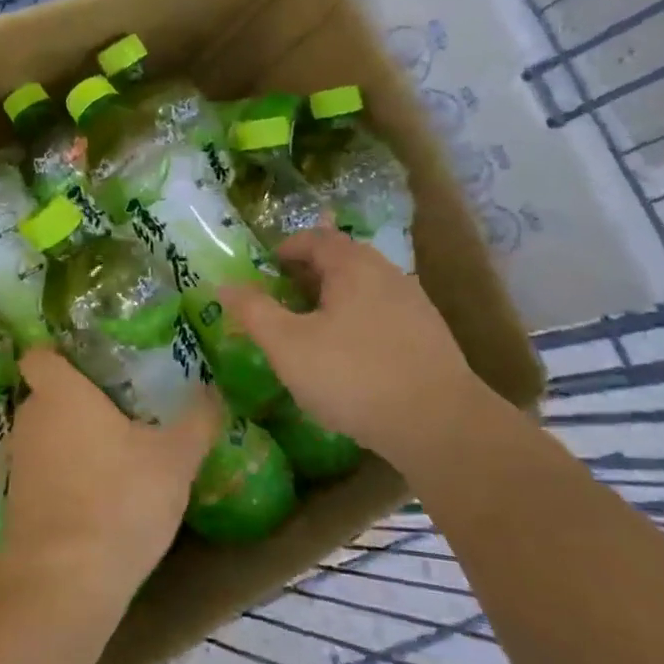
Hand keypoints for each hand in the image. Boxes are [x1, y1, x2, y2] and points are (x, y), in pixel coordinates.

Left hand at [0, 348, 217, 619]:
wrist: (64, 582)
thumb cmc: (120, 500)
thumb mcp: (175, 459)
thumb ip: (197, 420)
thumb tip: (213, 389)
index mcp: (61, 393)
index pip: (40, 354)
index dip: (60, 353)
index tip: (94, 361)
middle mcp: (31, 418)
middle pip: (48, 393)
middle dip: (80, 397)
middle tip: (124, 404)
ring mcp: (20, 461)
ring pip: (47, 433)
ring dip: (74, 437)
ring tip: (118, 449)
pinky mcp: (18, 500)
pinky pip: (44, 469)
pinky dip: (66, 473)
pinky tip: (101, 491)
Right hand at [220, 228, 486, 461]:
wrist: (439, 425)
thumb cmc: (353, 375)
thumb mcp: (288, 345)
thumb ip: (254, 311)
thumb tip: (224, 285)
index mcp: (353, 266)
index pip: (317, 238)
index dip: (287, 248)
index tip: (266, 269)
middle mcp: (388, 275)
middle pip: (343, 260)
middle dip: (308, 274)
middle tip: (282, 298)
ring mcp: (414, 306)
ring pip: (364, 289)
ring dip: (334, 299)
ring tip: (311, 329)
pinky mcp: (429, 338)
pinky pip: (383, 315)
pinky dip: (357, 322)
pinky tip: (349, 357)